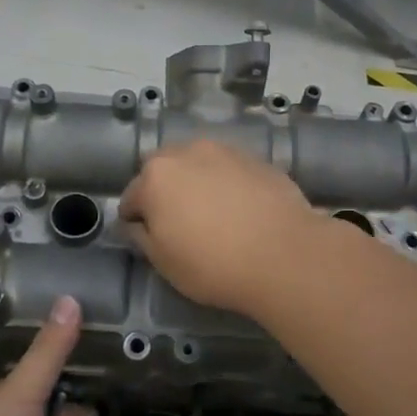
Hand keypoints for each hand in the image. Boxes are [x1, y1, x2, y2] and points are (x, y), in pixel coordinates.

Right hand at [118, 141, 329, 315]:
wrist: (285, 254)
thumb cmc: (213, 264)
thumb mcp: (164, 262)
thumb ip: (141, 236)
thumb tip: (136, 222)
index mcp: (156, 176)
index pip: (130, 197)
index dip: (135, 220)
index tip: (147, 239)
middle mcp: (187, 152)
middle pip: (163, 170)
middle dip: (164, 192)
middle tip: (179, 224)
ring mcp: (225, 151)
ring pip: (198, 165)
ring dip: (196, 183)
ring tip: (213, 215)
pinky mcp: (257, 159)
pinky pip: (229, 170)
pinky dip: (227, 184)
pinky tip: (241, 210)